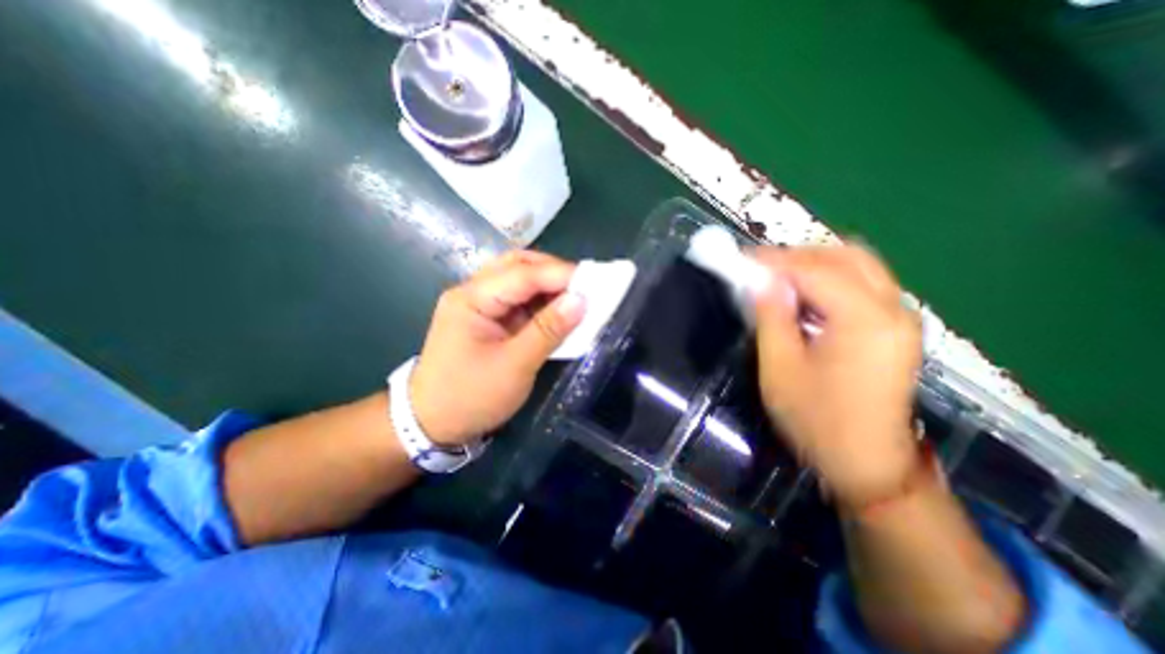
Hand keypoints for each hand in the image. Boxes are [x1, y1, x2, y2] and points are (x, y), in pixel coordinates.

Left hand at [412, 249, 591, 445]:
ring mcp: (479, 304)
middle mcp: (473, 292)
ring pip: (519, 279)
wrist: (432, 424)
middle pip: (517, 265)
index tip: (596, 281)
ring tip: (577, 298)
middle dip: (554, 272)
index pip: (523, 273)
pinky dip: (541, 302)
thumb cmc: (470, 397)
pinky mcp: (488, 318)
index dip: (561, 274)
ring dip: (549, 285)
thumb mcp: (514, 366)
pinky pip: (519, 299)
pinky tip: (558, 311)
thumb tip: (582, 300)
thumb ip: (549, 330)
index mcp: (472, 299)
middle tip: (585, 287)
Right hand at [752, 246, 925, 504]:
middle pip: (847, 255)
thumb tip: (761, 281)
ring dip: (813, 266)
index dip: (774, 261)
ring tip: (776, 281)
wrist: (868, 464)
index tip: (742, 260)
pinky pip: (862, 286)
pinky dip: (828, 282)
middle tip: (761, 269)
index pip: (815, 269)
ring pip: (857, 267)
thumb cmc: (817, 420)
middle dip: (799, 255)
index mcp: (864, 320)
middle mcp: (893, 309)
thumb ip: (771, 317)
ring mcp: (900, 318)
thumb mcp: (780, 368)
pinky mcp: (895, 330)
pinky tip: (802, 299)